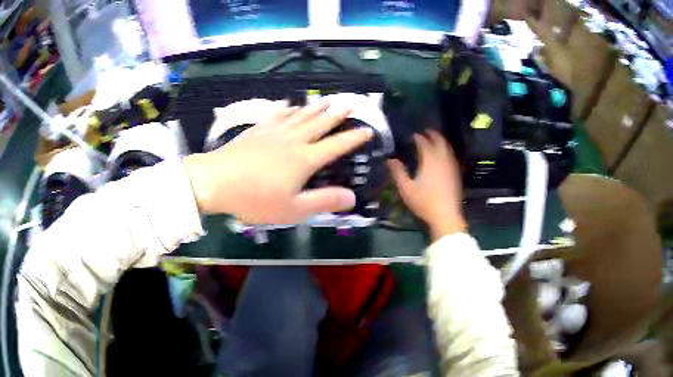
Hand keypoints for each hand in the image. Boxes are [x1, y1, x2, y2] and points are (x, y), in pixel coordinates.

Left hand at [182, 103, 372, 223]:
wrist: (216, 181)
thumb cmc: (255, 199)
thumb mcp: (292, 209)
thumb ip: (323, 201)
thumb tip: (352, 197)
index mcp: (305, 159)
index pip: (336, 145)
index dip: (353, 138)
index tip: (367, 130)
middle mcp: (293, 140)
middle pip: (320, 123)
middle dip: (337, 114)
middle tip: (349, 105)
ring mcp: (274, 132)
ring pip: (301, 115)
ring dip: (316, 107)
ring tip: (327, 100)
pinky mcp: (258, 129)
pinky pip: (278, 114)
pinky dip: (289, 109)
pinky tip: (291, 105)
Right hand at [387, 130, 465, 240]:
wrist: (446, 216)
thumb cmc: (424, 202)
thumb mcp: (406, 189)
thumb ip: (398, 172)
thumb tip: (390, 160)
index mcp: (430, 160)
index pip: (424, 143)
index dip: (418, 137)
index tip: (412, 135)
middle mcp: (442, 159)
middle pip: (439, 141)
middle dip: (433, 135)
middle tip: (426, 132)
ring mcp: (451, 167)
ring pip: (447, 148)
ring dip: (441, 141)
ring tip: (435, 141)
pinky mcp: (456, 174)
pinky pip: (451, 156)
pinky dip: (446, 151)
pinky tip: (443, 157)